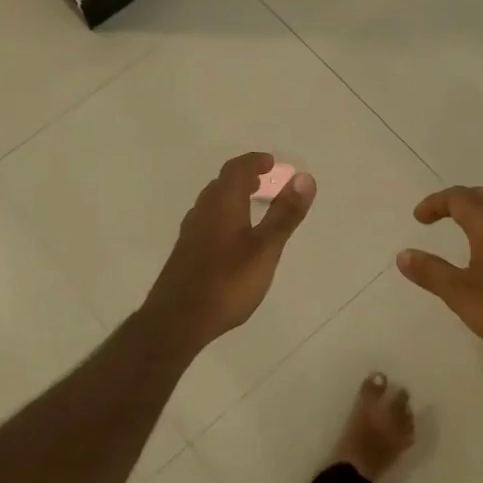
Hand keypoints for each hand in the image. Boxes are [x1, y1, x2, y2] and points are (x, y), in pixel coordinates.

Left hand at [140, 153, 315, 350]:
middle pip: (222, 183)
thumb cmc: (227, 282)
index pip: (236, 170)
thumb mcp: (265, 249)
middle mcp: (203, 211)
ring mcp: (191, 232)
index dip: (254, 162)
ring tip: (253, 205)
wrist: (177, 320)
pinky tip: (232, 237)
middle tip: (265, 180)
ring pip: (213, 202)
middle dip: (244, 177)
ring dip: (233, 196)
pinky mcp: (186, 252)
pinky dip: (224, 214)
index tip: (271, 163)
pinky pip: (207, 219)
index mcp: (222, 204)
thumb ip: (284, 214)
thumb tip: (304, 177)